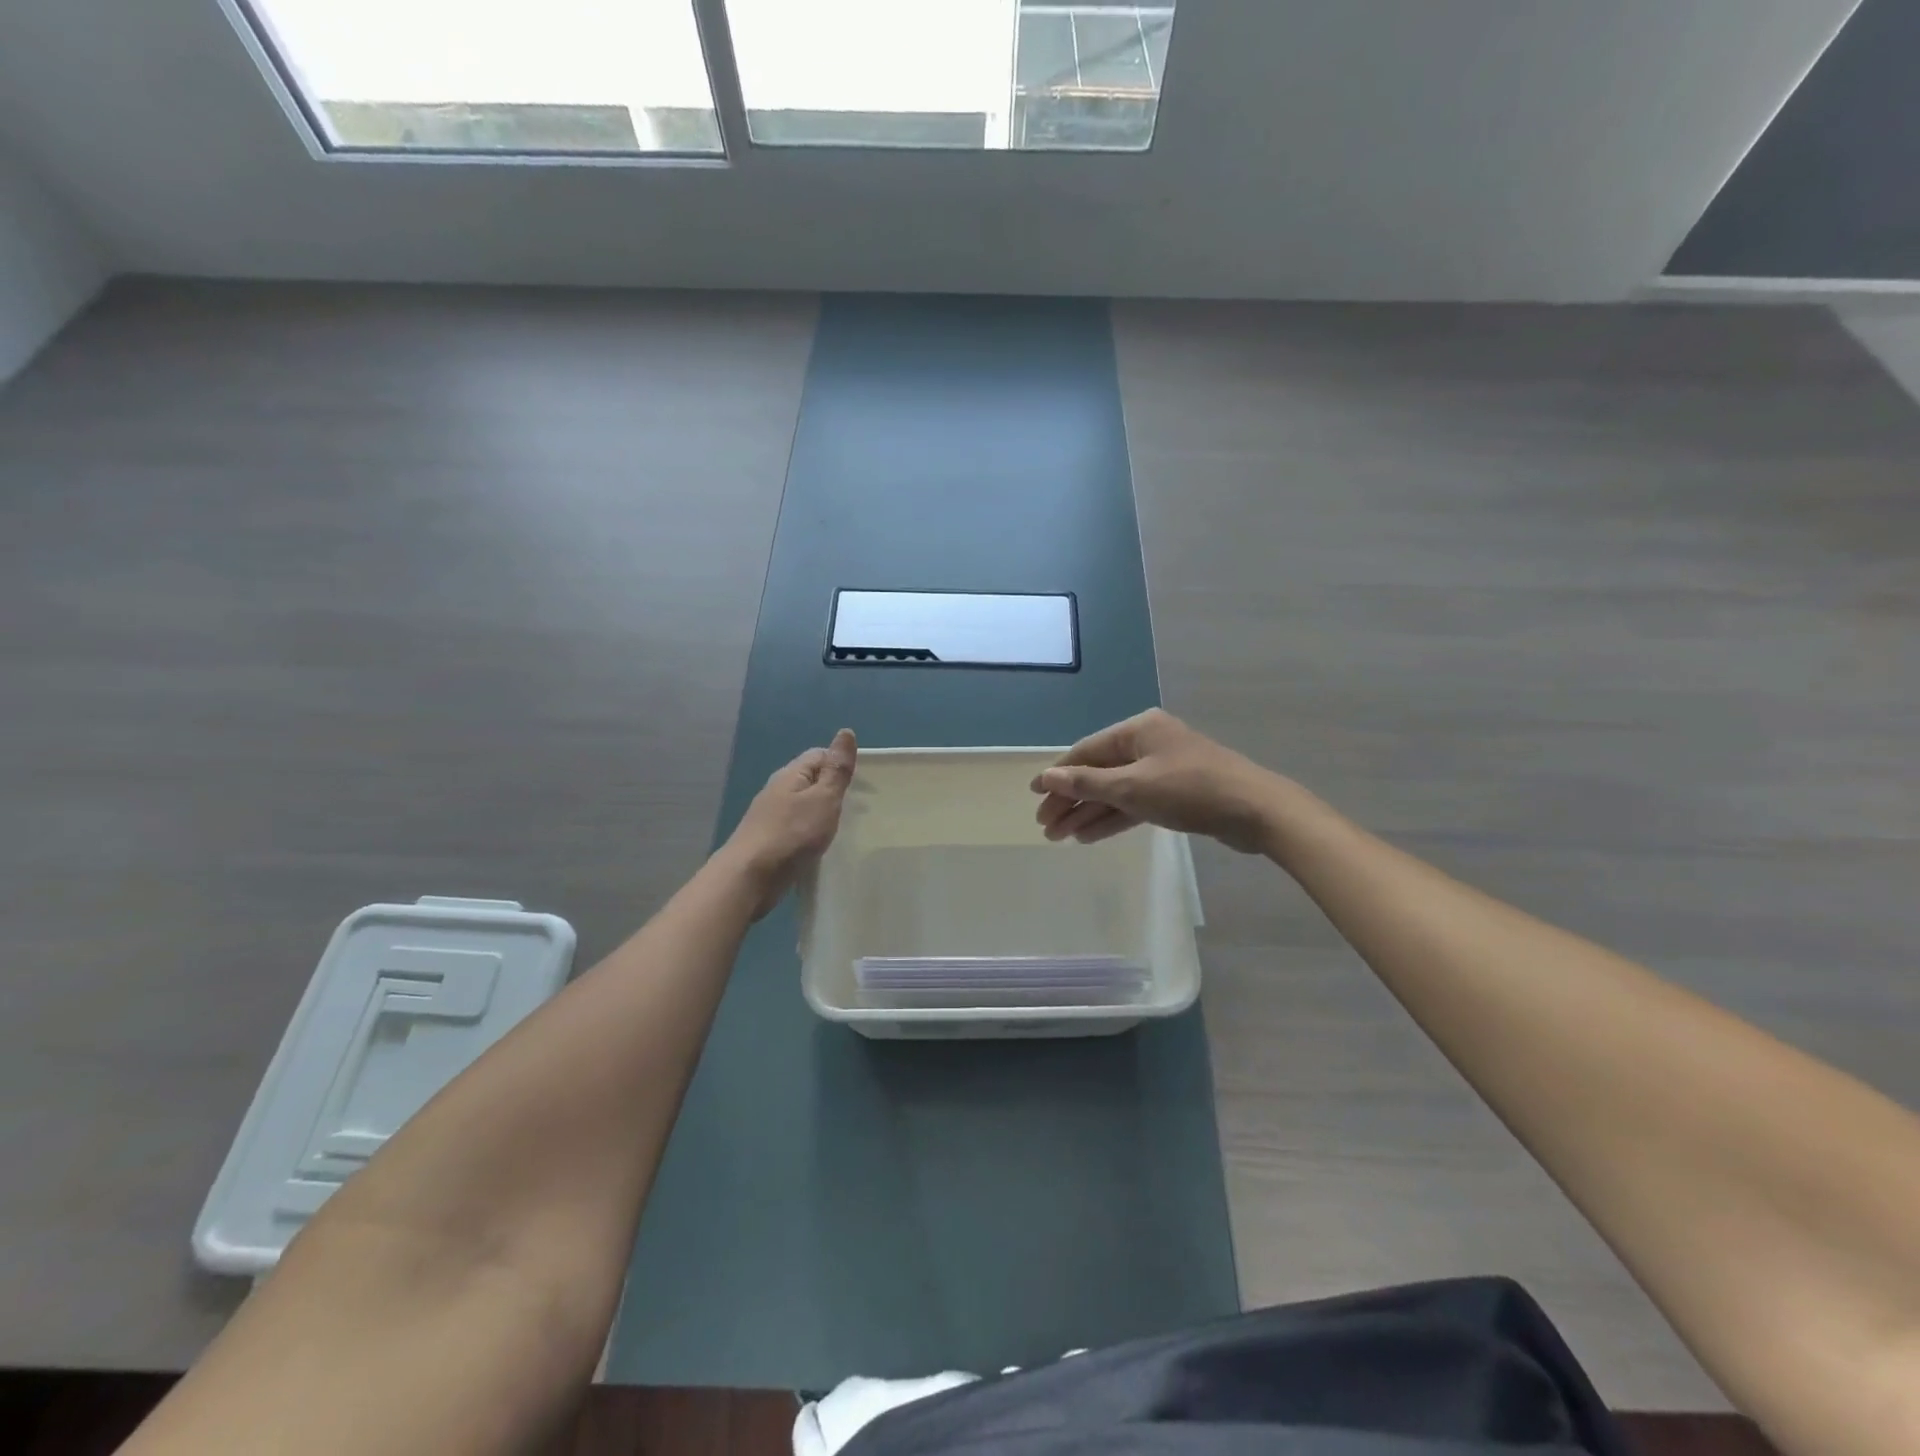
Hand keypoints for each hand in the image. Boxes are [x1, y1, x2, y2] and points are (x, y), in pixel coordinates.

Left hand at [720, 729, 856, 918]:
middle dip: (833, 788)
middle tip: (859, 806)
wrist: (750, 877)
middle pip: (810, 779)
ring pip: (803, 805)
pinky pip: (796, 826)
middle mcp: (778, 790)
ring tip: (844, 826)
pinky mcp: (770, 840)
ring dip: (822, 811)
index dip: (841, 763)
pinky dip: (811, 830)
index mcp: (791, 774)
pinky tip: (820, 844)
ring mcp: (771, 816)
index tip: (863, 784)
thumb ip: (836, 769)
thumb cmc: (792, 834)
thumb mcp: (823, 798)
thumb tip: (846, 731)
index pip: (819, 755)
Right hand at [1031, 709, 1277, 853]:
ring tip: (1061, 837)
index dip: (1057, 775)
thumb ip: (1086, 783)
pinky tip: (1090, 836)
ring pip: (1116, 791)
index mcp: (1138, 730)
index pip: (1085, 751)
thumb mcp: (1132, 787)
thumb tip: (1046, 777)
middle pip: (1099, 772)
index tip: (1033, 797)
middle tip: (1046, 827)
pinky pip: (1135, 803)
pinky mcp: (1176, 793)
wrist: (1256, 811)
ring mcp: (1163, 768)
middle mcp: (1148, 744)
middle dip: (1071, 800)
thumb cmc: (1190, 790)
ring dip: (1089, 813)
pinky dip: (1114, 818)